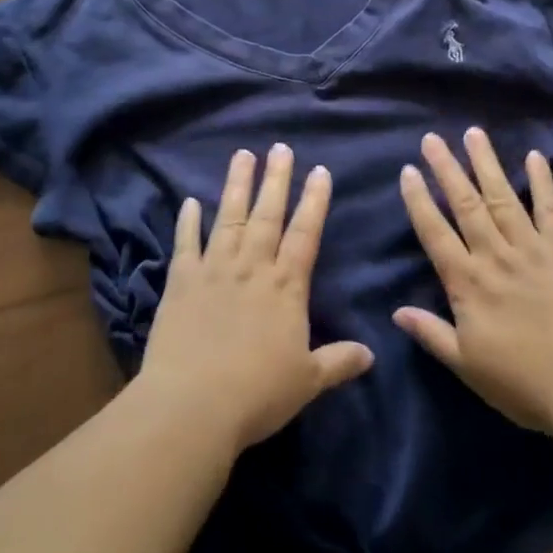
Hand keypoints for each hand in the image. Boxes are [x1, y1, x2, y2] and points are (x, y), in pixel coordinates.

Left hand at [142, 144, 374, 451]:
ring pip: (228, 218)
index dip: (314, 201)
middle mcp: (252, 268)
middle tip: (280, 148)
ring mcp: (214, 271)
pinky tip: (190, 202)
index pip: (305, 234)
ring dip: (236, 185)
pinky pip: (185, 244)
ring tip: (242, 155)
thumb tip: (371, 354)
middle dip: (276, 180)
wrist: (192, 405)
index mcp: (286, 287)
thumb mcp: (307, 381)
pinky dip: (187, 222)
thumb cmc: (257, 393)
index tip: (320, 171)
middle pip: (267, 215)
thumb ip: (338, 362)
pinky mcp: (180, 283)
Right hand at [394, 129, 552, 431]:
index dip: (419, 201)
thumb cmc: (522, 381)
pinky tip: (534, 157)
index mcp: (467, 283)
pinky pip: (550, 210)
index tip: (408, 171)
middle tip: (433, 138)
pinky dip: (542, 182)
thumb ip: (432, 333)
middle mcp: (495, 255)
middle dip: (447, 168)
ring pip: (503, 197)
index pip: (435, 233)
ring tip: (474, 133)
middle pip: (465, 204)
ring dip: (486, 163)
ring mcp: (532, 248)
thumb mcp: (466, 364)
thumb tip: (396, 311)